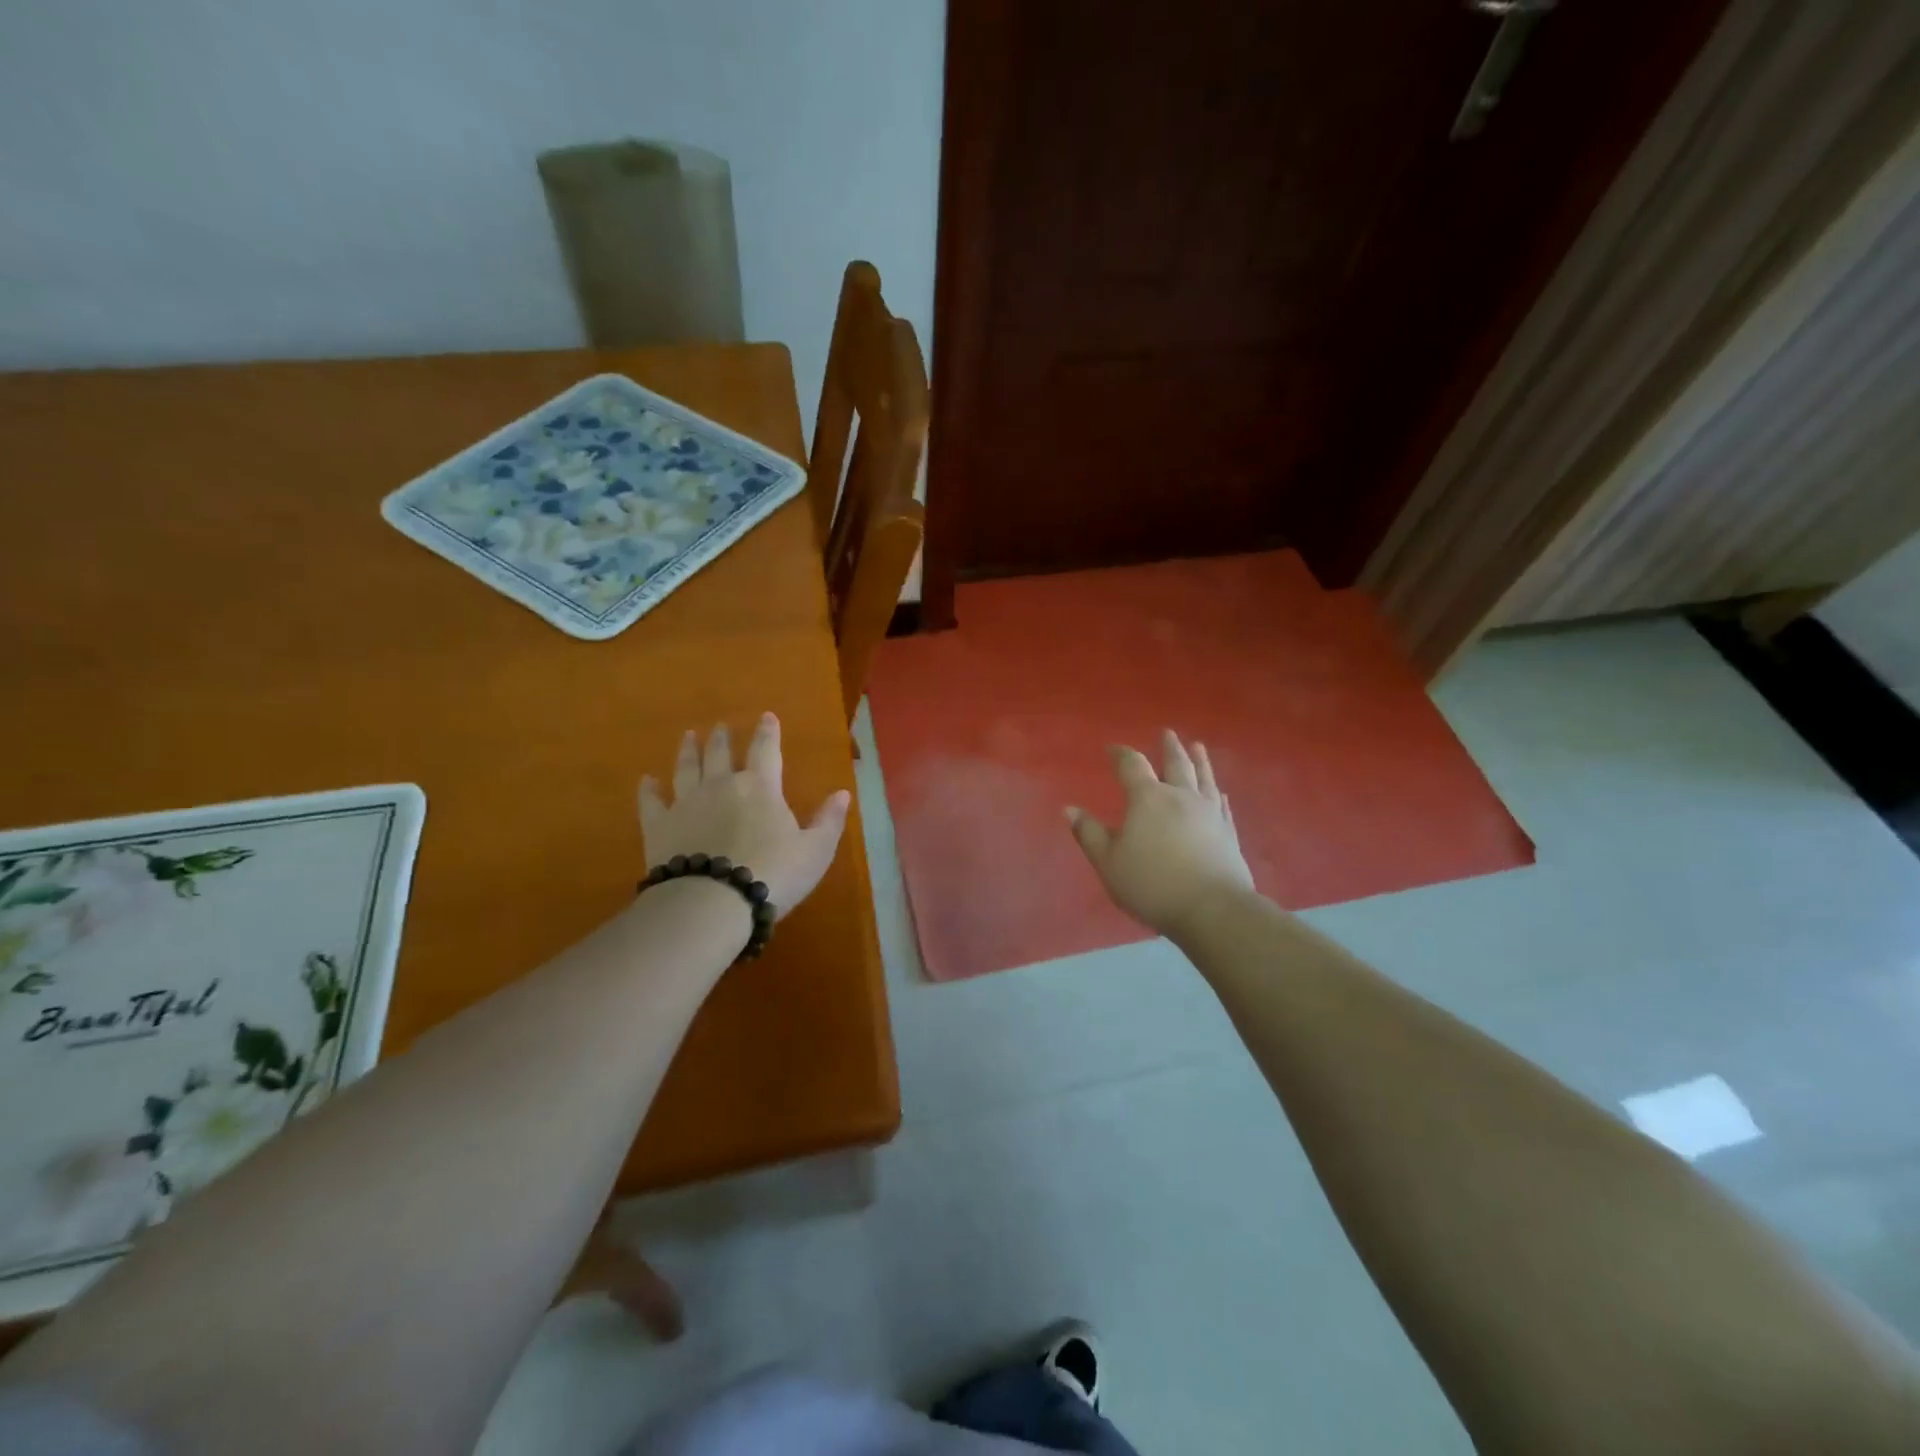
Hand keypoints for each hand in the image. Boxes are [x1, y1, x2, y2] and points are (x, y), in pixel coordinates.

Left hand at [639, 713, 850, 919]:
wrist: (713, 901)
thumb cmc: (773, 874)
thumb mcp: (815, 851)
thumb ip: (829, 820)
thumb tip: (842, 793)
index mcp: (761, 787)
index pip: (766, 750)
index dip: (768, 732)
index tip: (767, 716)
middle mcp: (721, 786)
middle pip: (721, 754)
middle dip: (723, 738)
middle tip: (720, 725)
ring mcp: (686, 803)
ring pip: (686, 768)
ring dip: (688, 751)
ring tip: (688, 736)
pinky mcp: (659, 826)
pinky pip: (652, 802)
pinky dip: (649, 790)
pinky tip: (647, 781)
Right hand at [1066, 729, 1253, 938]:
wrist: (1212, 909)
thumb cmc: (1152, 884)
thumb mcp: (1109, 862)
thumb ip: (1088, 833)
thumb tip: (1069, 809)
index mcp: (1148, 799)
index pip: (1132, 766)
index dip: (1121, 754)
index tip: (1112, 748)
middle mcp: (1180, 797)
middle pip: (1176, 763)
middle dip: (1168, 747)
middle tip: (1167, 733)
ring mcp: (1209, 813)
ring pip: (1204, 778)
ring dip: (1199, 760)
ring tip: (1198, 746)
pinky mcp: (1228, 832)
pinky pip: (1222, 805)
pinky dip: (1217, 793)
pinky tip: (1219, 792)